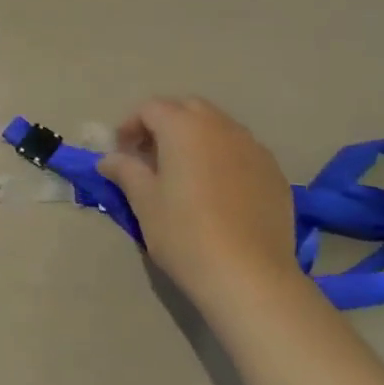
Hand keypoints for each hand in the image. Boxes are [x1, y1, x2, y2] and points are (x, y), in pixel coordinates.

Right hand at [97, 98, 297, 304]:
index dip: (130, 126)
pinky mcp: (274, 172)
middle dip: (165, 125)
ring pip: (218, 127)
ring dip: (196, 139)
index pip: (151, 108)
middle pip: (187, 109)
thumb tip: (108, 159)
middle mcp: (221, 126)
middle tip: (151, 157)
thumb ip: (126, 171)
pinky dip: (223, 158)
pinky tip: (218, 192)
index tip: (121, 153)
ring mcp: (253, 147)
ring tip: (185, 174)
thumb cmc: (185, 234)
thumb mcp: (145, 202)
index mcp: (184, 127)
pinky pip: (242, 151)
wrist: (250, 276)